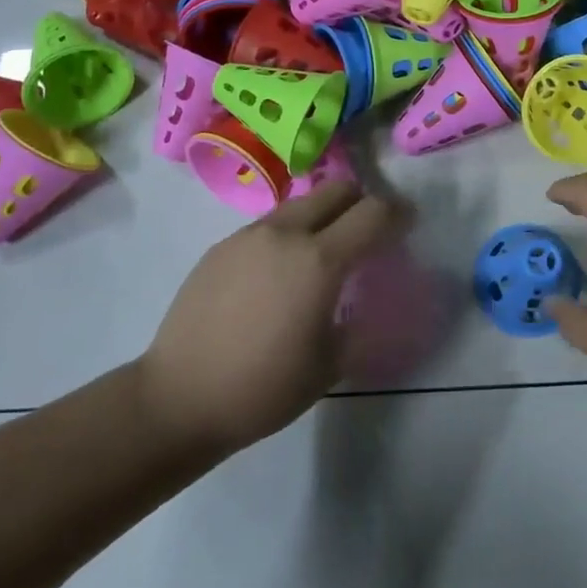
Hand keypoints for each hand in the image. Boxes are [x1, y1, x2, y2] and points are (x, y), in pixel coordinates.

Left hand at [140, 182, 400, 454]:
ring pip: (300, 204)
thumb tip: (378, 302)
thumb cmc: (264, 388)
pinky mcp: (221, 245)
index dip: (398, 214)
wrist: (178, 397)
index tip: (408, 224)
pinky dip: (288, 235)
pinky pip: (268, 225)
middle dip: (361, 203)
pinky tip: (277, 275)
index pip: (373, 213)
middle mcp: (285, 233)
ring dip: (323, 216)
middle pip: (337, 190)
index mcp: (319, 260)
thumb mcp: (331, 365)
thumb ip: (362, 323)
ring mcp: (248, 235)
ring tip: (320, 255)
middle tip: (367, 233)